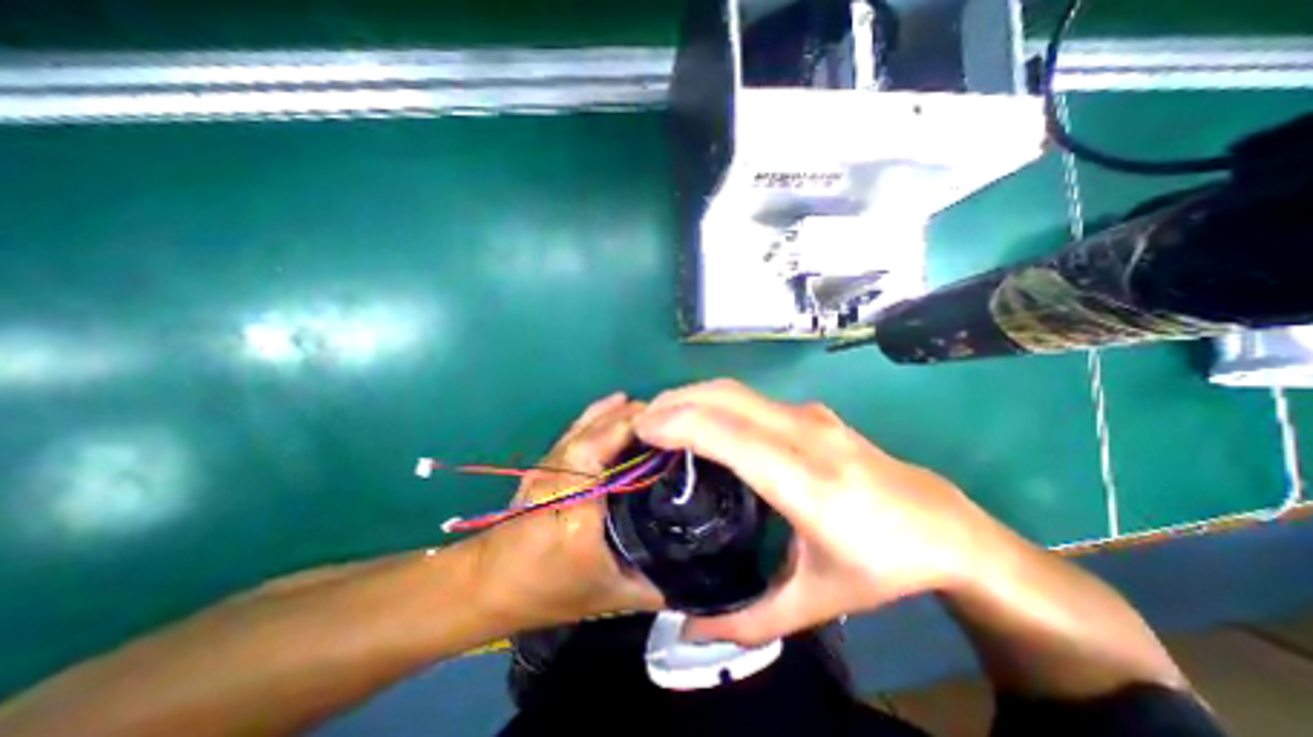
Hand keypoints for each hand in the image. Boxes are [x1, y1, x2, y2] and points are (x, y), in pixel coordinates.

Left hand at [469, 396, 662, 630]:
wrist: (487, 584)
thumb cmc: (548, 591)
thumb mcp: (610, 596)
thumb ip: (656, 584)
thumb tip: (699, 572)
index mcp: (574, 503)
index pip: (597, 448)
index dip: (629, 428)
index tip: (668, 425)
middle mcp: (559, 473)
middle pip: (596, 429)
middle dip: (634, 417)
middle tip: (672, 419)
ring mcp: (550, 463)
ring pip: (586, 423)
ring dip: (619, 412)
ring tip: (653, 411)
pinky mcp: (547, 461)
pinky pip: (577, 427)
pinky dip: (600, 413)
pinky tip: (617, 405)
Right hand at [630, 380, 1001, 643]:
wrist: (944, 526)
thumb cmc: (881, 566)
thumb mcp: (816, 604)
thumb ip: (748, 621)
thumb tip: (688, 631)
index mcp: (805, 481)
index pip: (726, 434)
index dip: (677, 424)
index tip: (641, 431)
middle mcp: (804, 434)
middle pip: (724, 398)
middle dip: (674, 401)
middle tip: (641, 422)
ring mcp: (810, 416)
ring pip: (736, 390)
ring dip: (692, 396)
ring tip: (662, 417)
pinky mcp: (812, 411)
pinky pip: (751, 397)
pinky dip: (715, 400)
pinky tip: (702, 420)